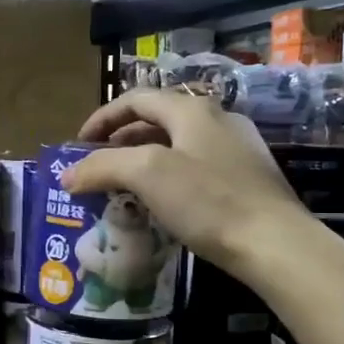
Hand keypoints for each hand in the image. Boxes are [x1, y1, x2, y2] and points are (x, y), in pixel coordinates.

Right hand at [62, 90, 303, 271]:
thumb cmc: (208, 201)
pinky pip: (196, 167)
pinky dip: (169, 178)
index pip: (136, 99)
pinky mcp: (248, 178)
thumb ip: (103, 167)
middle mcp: (217, 119)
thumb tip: (67, 175)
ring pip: (177, 145)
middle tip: (98, 168)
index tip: (79, 146)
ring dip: (144, 161)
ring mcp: (237, 148)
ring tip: (124, 188)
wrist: (275, 244)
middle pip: (157, 120)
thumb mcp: (147, 175)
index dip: (102, 118)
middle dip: (121, 141)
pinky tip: (164, 205)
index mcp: (192, 109)